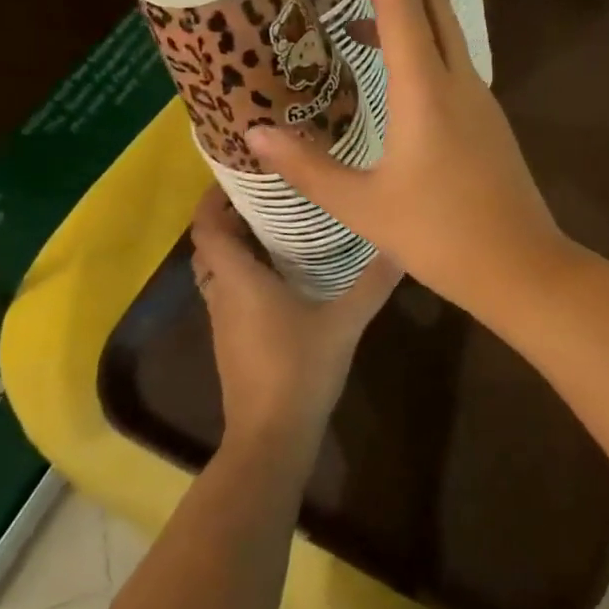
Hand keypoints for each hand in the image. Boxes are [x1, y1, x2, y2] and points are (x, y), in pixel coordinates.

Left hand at [190, 186, 400, 451]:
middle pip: (209, 245)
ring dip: (234, 246)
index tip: (238, 174)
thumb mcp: (345, 321)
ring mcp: (224, 321)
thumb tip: (402, 244)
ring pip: (217, 271)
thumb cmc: (300, 369)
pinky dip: (242, 272)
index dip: (212, 198)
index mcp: (240, 280)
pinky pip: (228, 292)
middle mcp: (223, 294)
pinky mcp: (231, 341)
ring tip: (275, 225)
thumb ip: (373, 282)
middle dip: (228, 217)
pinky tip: (280, 273)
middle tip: (267, 194)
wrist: (271, 435)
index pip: (207, 227)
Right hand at [246, 0, 568, 319]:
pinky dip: (418, 47)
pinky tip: (388, 81)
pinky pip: (451, 61)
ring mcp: (480, 97)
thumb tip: (254, 134)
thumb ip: (307, 167)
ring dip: (402, 14)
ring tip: (349, 30)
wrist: (521, 267)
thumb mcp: (363, 206)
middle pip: (430, 0)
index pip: (399, 1)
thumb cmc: (441, 237)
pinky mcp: (488, 118)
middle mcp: (460, 79)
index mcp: (426, 90)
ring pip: (444, 29)